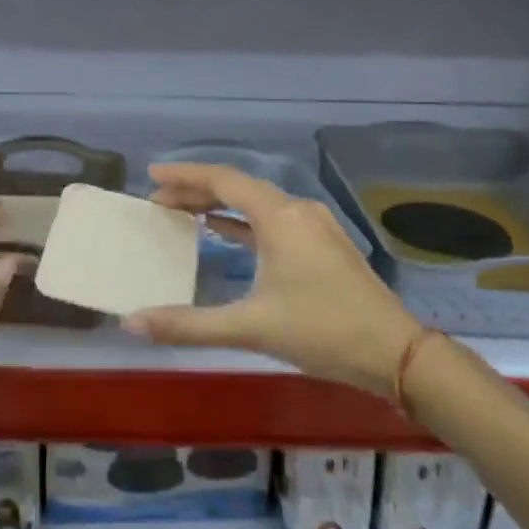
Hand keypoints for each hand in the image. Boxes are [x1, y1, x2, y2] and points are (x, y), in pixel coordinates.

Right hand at [127, 163, 432, 402]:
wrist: (394, 352)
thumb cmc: (322, 330)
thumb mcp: (251, 327)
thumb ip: (189, 324)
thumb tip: (133, 322)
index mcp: (279, 217)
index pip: (224, 181)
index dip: (185, 175)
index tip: (152, 176)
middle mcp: (297, 210)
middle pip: (239, 188)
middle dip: (197, 190)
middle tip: (158, 200)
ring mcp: (314, 226)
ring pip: (257, 204)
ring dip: (219, 205)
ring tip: (183, 212)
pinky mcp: (323, 245)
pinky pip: (272, 221)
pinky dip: (243, 222)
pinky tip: (224, 232)